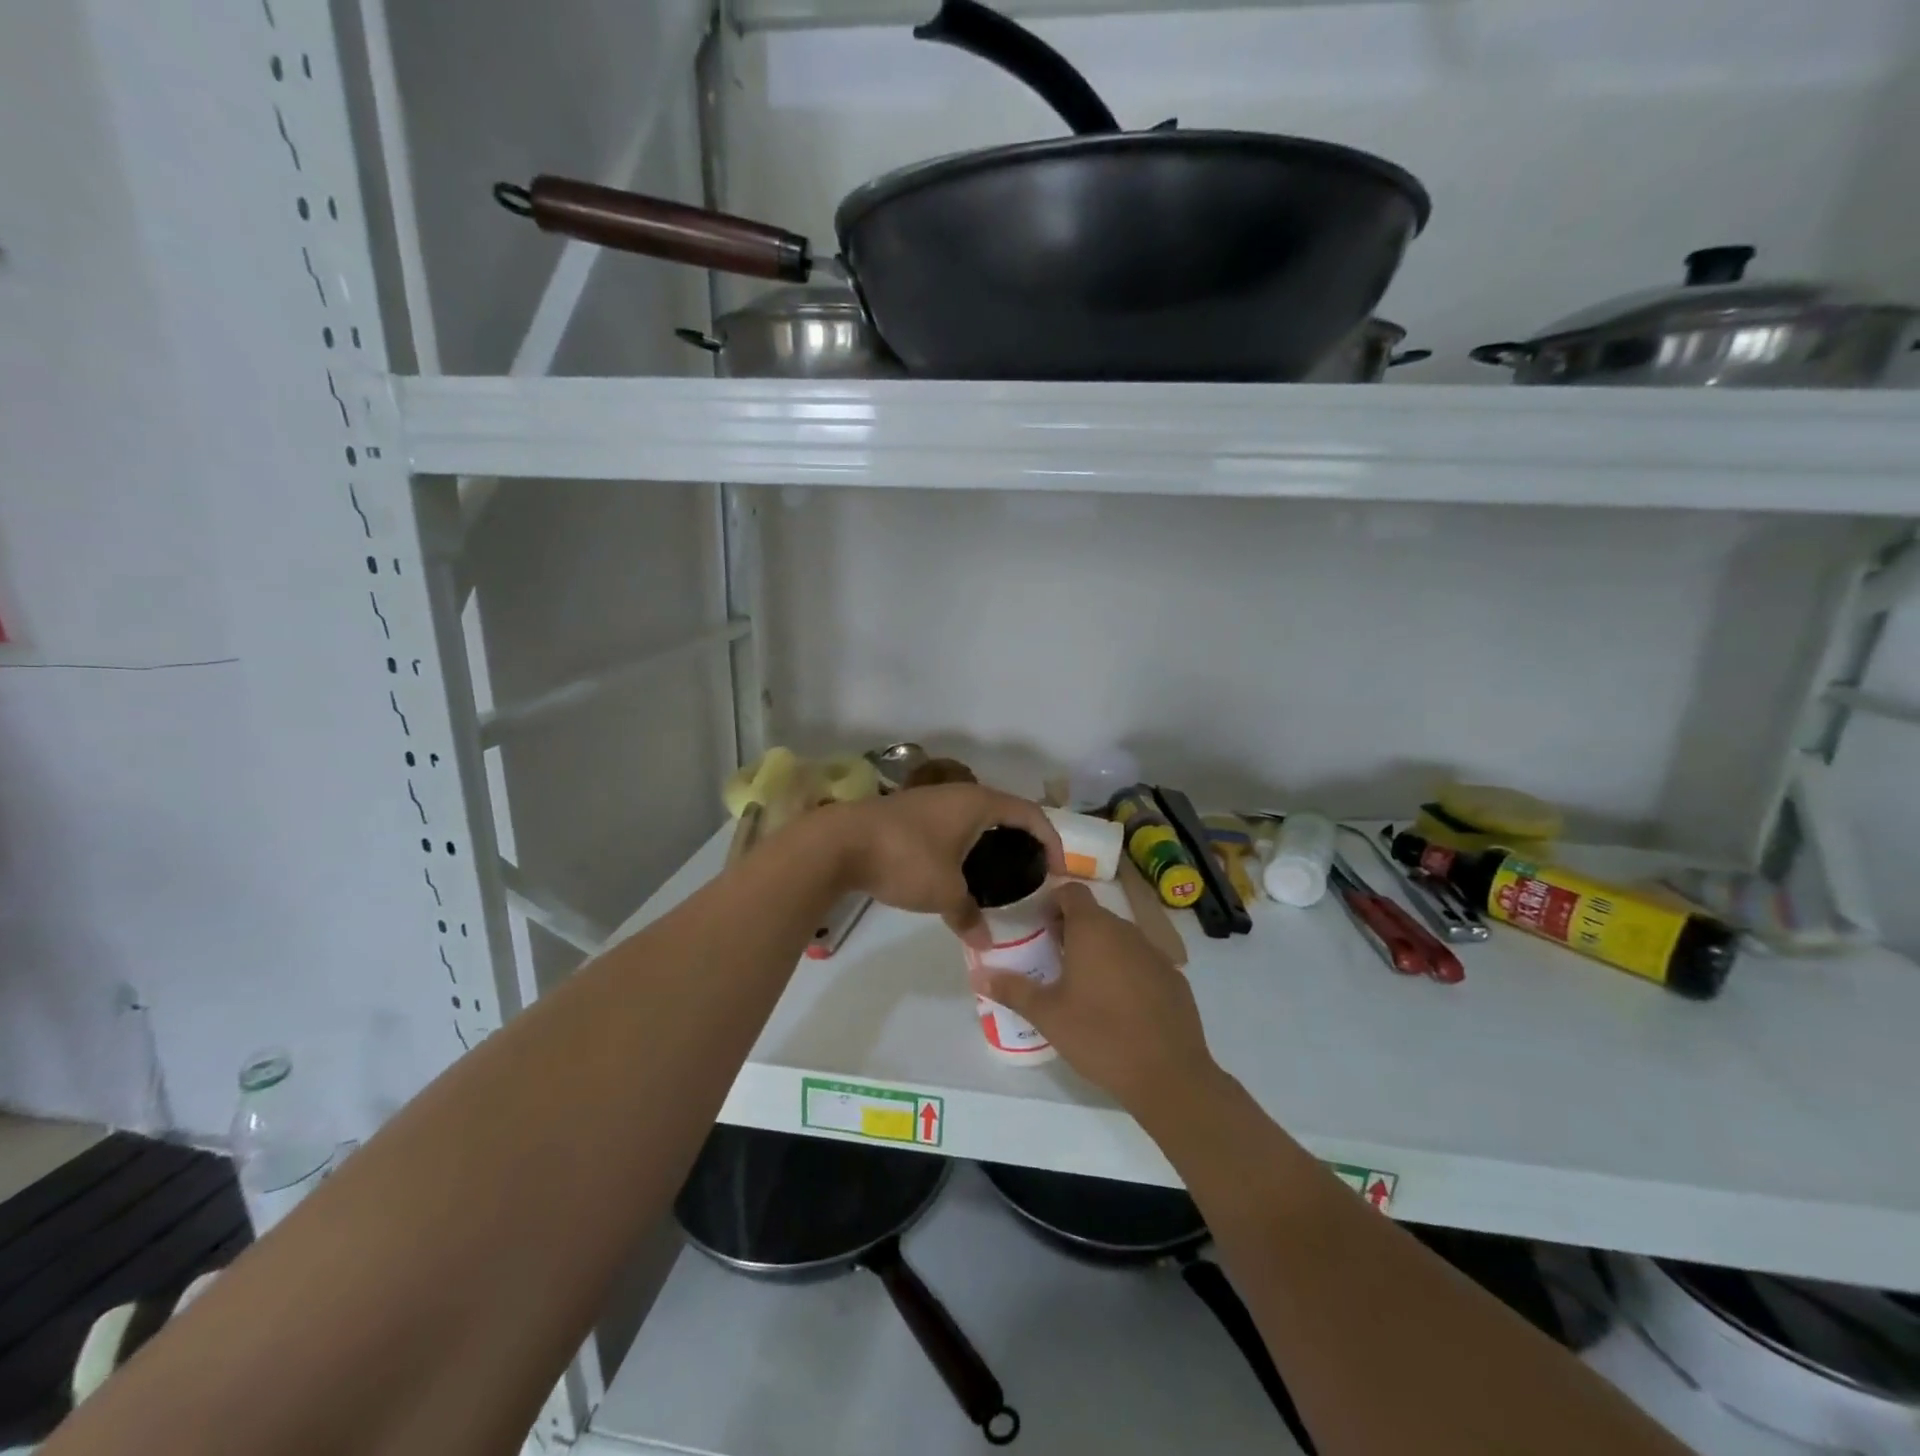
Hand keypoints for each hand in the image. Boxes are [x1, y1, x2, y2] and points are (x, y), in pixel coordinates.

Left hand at [825, 785, 1063, 946]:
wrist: (839, 843)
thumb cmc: (905, 858)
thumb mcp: (943, 893)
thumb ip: (968, 915)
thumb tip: (984, 941)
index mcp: (979, 803)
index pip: (1031, 814)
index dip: (1051, 840)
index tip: (1058, 871)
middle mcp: (959, 794)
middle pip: (1005, 812)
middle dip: (1023, 840)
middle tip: (1033, 873)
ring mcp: (932, 800)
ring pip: (976, 818)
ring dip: (992, 841)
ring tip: (1001, 874)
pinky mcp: (911, 813)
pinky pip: (953, 825)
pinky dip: (966, 843)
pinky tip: (960, 869)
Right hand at [971, 881, 1220, 1112]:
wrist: (1169, 1075)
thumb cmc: (1100, 1036)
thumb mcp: (1047, 1015)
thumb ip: (1012, 989)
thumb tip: (979, 974)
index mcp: (1093, 929)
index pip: (1072, 892)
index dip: (1052, 903)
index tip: (1038, 928)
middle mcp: (1126, 931)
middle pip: (1095, 916)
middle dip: (1072, 930)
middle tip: (1053, 960)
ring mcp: (1155, 953)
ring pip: (1120, 939)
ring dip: (1100, 951)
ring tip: (1083, 986)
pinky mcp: (1174, 978)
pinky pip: (1142, 962)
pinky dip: (1127, 972)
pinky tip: (1119, 1007)